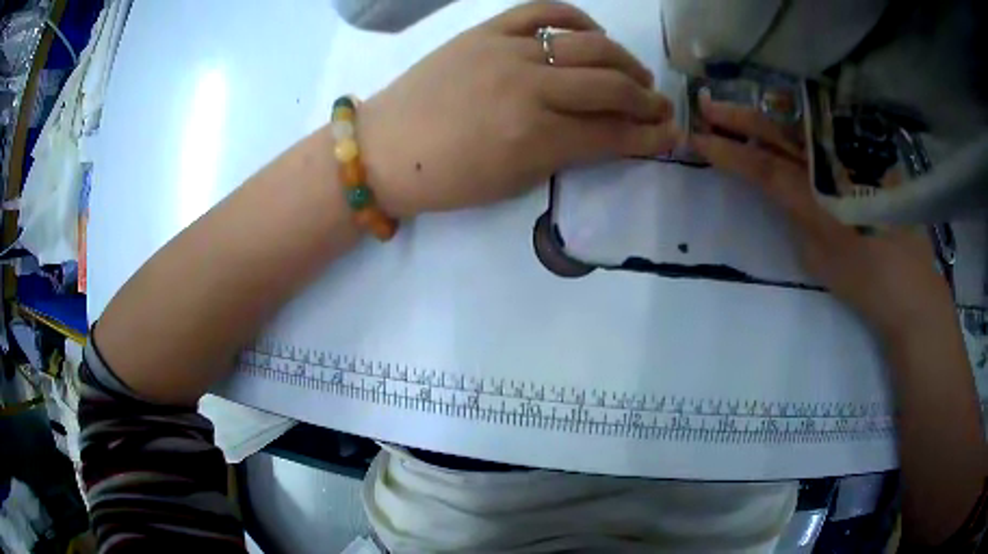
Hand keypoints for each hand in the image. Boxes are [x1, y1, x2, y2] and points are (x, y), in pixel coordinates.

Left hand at [358, 1, 679, 217]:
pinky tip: (592, 33)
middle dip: (647, 99)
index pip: (613, 133)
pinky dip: (575, 18)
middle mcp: (529, 87)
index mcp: (535, 137)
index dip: (650, 137)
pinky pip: (542, 11)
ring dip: (623, 59)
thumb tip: (607, 134)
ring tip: (635, 72)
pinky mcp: (486, 31)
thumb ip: (565, 153)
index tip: (671, 136)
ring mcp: (506, 51)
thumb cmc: (447, 179)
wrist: (386, 147)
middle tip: (659, 105)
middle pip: (610, 86)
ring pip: (587, 45)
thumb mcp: (514, 181)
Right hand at [689, 95, 952, 339]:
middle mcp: (831, 165)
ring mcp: (852, 155)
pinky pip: (828, 130)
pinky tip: (790, 118)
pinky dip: (803, 121)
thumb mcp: (817, 257)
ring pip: (801, 124)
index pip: (760, 165)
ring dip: (767, 114)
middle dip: (739, 117)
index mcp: (814, 196)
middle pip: (778, 131)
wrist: (909, 287)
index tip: (696, 139)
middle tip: (708, 107)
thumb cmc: (863, 283)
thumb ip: (797, 216)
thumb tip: (786, 191)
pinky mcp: (869, 154)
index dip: (726, 150)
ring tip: (741, 108)